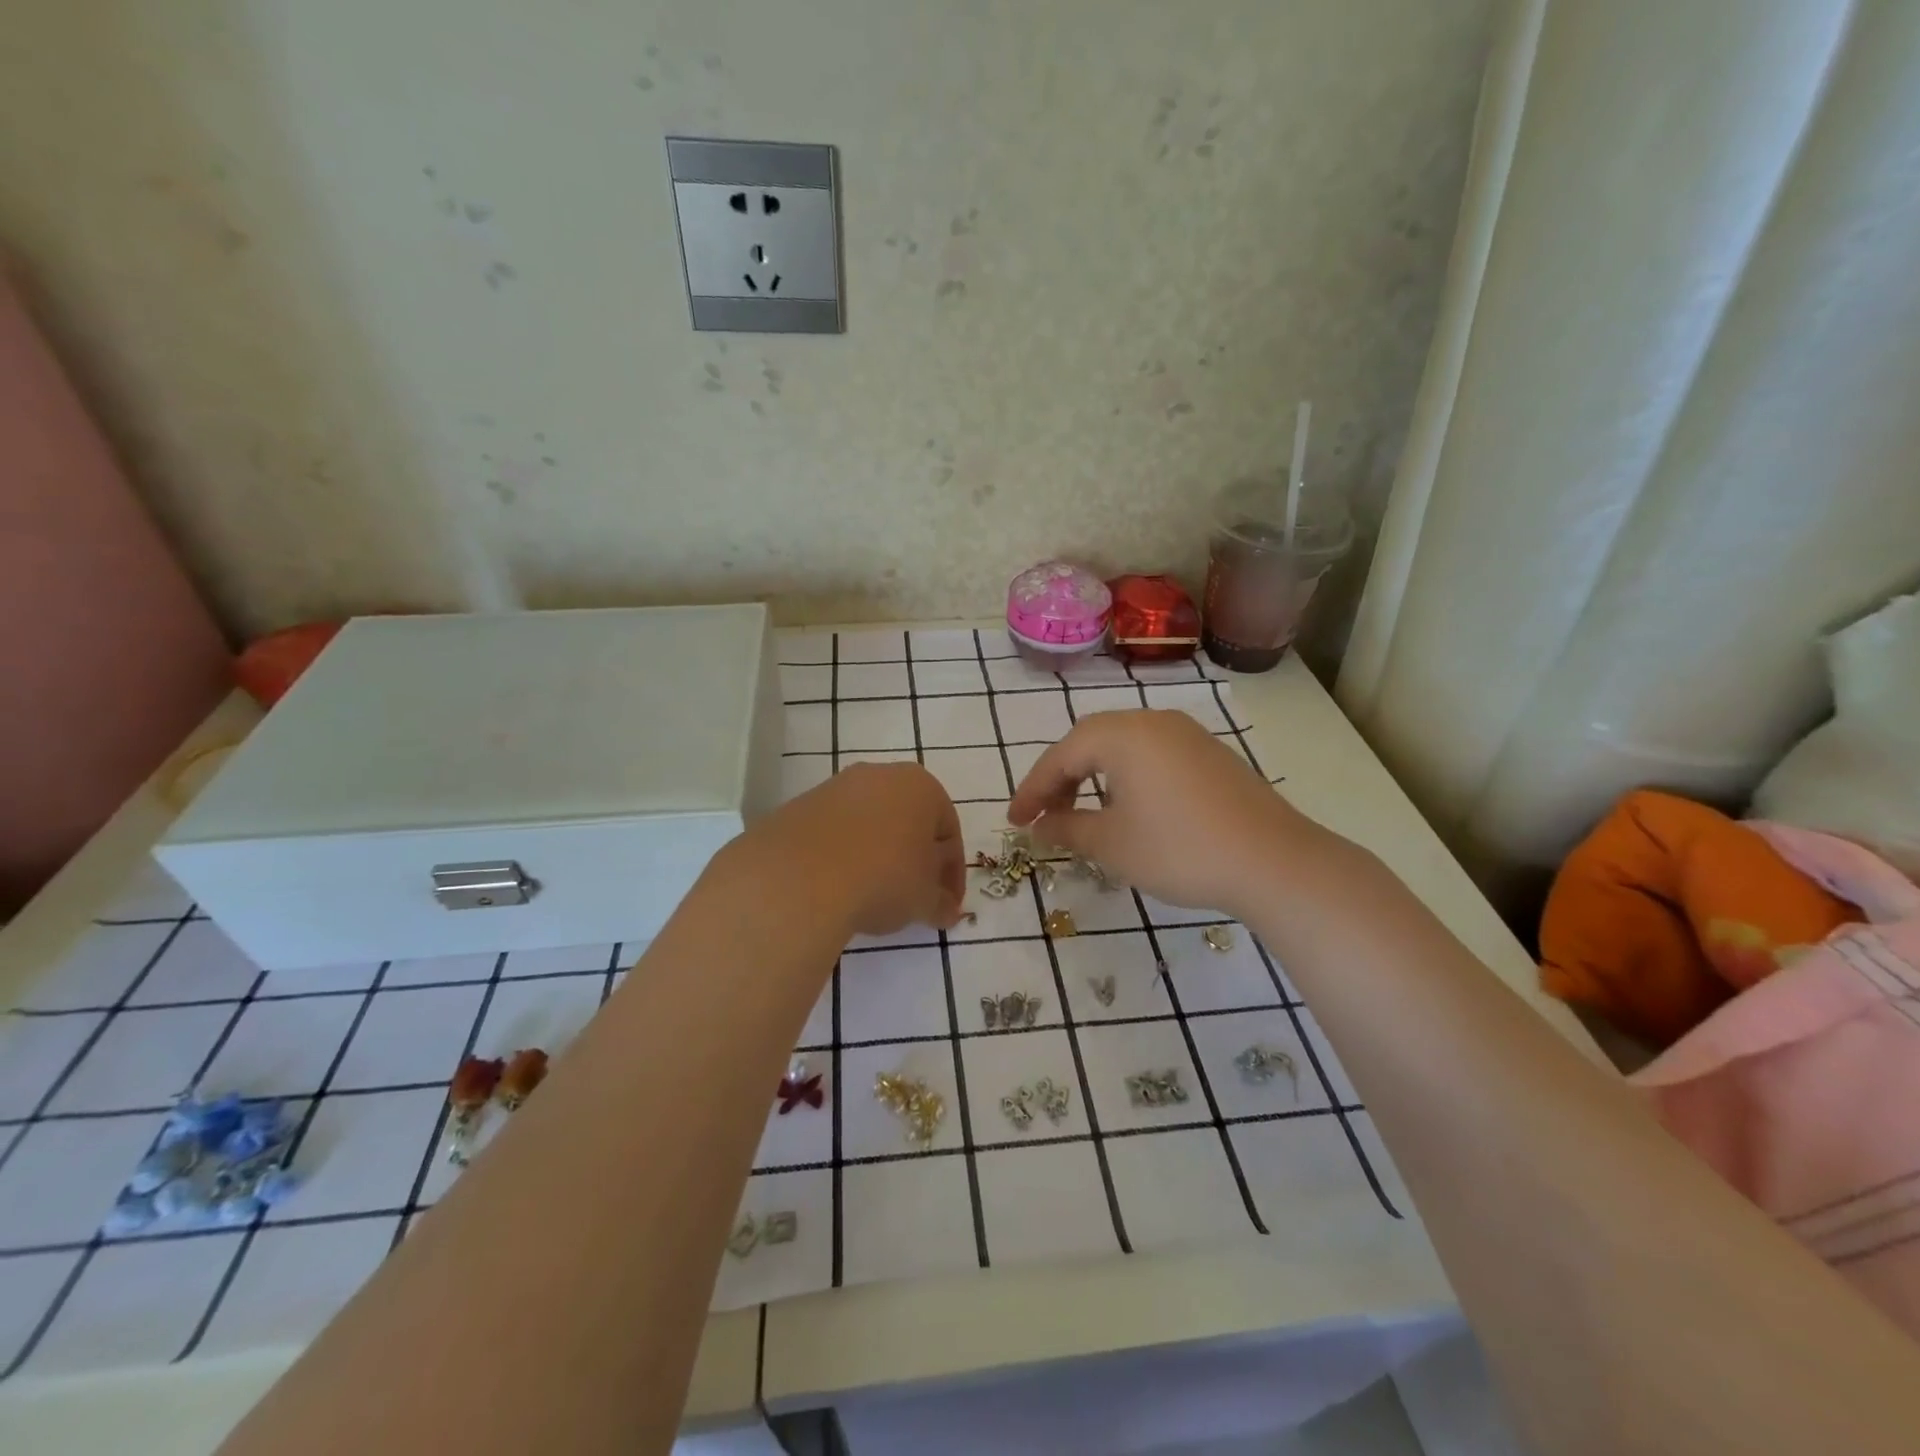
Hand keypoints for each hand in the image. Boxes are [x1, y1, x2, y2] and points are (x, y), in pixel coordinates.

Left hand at [746, 762, 965, 937]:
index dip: (952, 873)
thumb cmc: (883, 878)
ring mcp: (836, 787)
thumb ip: (941, 903)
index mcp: (922, 786)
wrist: (800, 877)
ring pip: (870, 823)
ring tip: (874, 894)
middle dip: (915, 858)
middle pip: (908, 820)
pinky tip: (840, 885)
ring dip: (878, 854)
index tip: (947, 904)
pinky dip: (844, 855)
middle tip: (915, 896)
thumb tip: (947, 910)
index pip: (949, 831)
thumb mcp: (924, 900)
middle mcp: (881, 774)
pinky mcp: (802, 804)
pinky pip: (835, 832)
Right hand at [1008, 709, 1304, 917]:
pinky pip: (1153, 755)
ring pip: (1123, 747)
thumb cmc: (1179, 849)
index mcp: (1122, 735)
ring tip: (1083, 814)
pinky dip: (1128, 777)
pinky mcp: (1211, 754)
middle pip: (1090, 741)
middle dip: (1062, 778)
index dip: (1033, 790)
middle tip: (1046, 816)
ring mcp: (1187, 735)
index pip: (1061, 756)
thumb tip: (1040, 826)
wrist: (1273, 861)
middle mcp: (1153, 722)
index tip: (1015, 822)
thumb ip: (1068, 828)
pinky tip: (1130, 809)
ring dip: (1094, 776)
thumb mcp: (1112, 844)